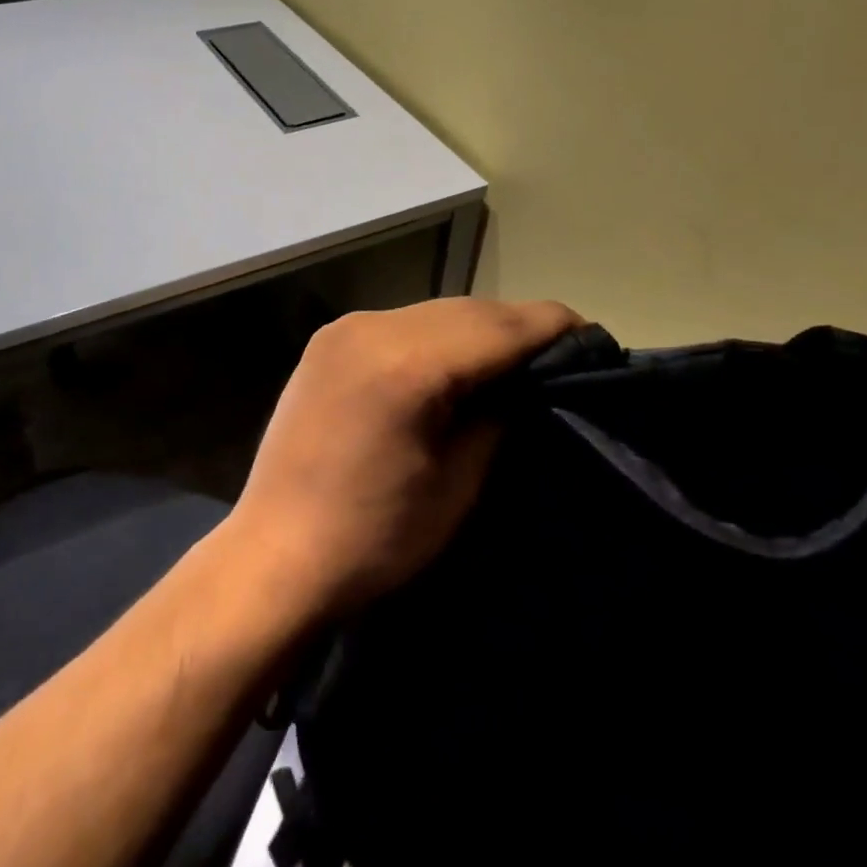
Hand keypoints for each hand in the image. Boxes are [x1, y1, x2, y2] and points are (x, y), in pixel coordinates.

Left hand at [227, 297, 581, 622]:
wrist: (274, 556)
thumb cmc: (375, 538)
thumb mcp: (457, 483)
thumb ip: (498, 415)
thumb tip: (525, 381)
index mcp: (408, 362)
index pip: (500, 326)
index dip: (553, 327)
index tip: (592, 337)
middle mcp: (374, 326)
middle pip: (469, 310)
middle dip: (518, 327)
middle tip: (558, 352)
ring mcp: (345, 327)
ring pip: (435, 311)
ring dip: (478, 329)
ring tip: (512, 357)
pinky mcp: (329, 339)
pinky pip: (401, 323)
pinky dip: (437, 336)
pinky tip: (453, 361)